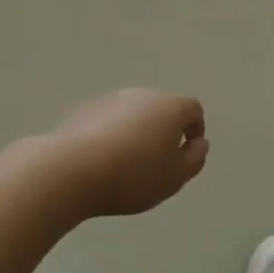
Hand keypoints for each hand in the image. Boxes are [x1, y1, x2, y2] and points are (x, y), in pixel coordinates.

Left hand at [39, 89, 208, 218]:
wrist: (73, 169)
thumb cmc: (133, 176)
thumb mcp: (174, 177)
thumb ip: (194, 159)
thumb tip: (200, 143)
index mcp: (170, 107)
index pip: (193, 110)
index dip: (195, 130)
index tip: (186, 155)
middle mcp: (142, 95)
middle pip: (161, 109)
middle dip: (163, 132)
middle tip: (157, 164)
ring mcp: (111, 99)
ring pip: (133, 114)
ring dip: (136, 133)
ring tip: (126, 165)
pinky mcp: (84, 110)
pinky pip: (107, 121)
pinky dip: (110, 136)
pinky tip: (100, 162)